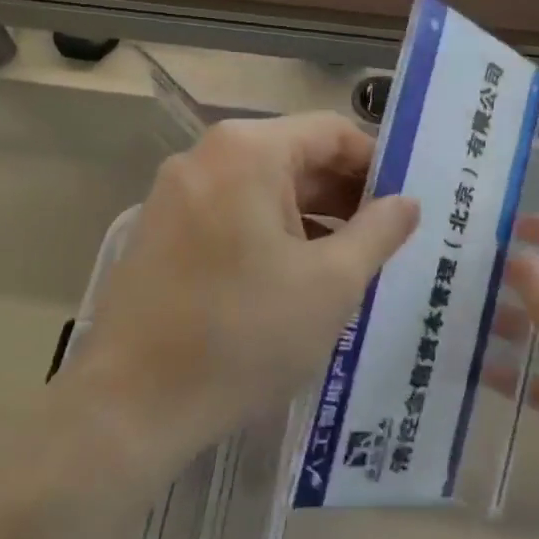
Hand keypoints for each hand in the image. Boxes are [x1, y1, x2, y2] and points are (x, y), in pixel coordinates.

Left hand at [80, 113, 418, 468]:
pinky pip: (231, 214)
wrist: (131, 406)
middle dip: (344, 195)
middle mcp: (205, 157)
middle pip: (295, 157)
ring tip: (347, 265)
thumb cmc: (245, 335)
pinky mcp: (159, 231)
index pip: (332, 132)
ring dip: (310, 218)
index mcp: (248, 152)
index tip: (403, 206)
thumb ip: (379, 231)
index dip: (376, 165)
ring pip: (262, 189)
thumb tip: (406, 202)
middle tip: (385, 240)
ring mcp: (175, 194)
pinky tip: (293, 279)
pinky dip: (269, 233)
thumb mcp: (332, 283)